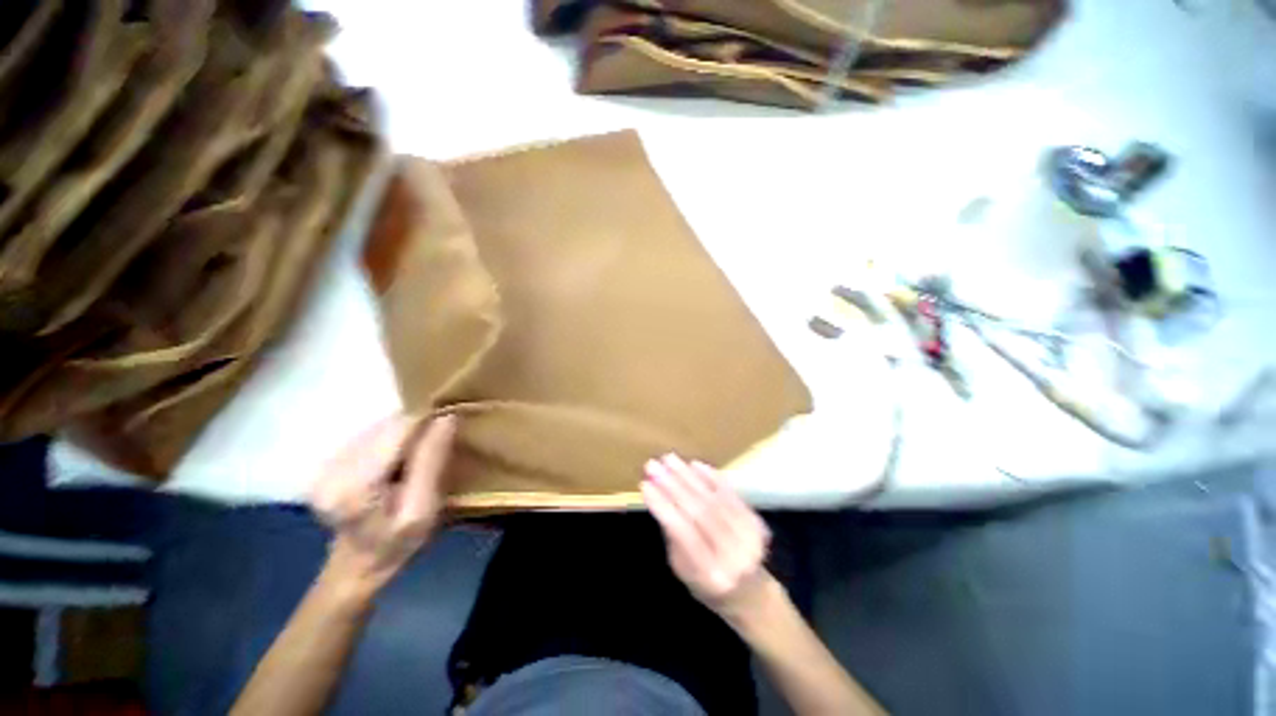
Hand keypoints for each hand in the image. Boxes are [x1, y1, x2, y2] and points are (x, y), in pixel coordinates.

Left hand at [310, 413, 457, 594]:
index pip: (399, 429)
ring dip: (404, 434)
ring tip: (418, 455)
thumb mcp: (425, 509)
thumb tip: (447, 417)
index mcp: (356, 486)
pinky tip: (397, 459)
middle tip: (436, 446)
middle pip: (387, 425)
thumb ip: (432, 462)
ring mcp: (325, 464)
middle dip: (417, 429)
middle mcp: (332, 469)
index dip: (428, 421)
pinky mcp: (328, 462)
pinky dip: (391, 440)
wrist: (358, 565)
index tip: (450, 424)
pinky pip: (370, 435)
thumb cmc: (398, 543)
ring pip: (379, 427)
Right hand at [642, 454, 775, 623]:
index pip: (683, 533)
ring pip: (714, 499)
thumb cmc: (706, 583)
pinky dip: (711, 477)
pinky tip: (694, 464)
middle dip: (673, 485)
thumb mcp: (681, 569)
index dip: (664, 506)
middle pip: (700, 512)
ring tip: (669, 459)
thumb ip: (672, 534)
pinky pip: (731, 494)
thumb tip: (656, 492)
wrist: (750, 594)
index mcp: (710, 576)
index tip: (645, 484)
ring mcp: (750, 539)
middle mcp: (733, 558)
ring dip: (689, 475)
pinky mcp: (758, 523)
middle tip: (654, 465)